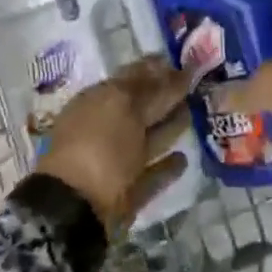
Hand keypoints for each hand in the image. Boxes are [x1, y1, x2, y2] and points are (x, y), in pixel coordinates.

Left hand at [35, 56, 190, 227]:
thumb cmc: (97, 145)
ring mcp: (115, 162)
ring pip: (147, 140)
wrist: (74, 209)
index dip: (156, 69)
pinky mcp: (127, 194)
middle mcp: (105, 128)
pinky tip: (184, 159)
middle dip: (165, 97)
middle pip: (141, 108)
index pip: (131, 77)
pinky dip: (166, 167)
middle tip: (197, 86)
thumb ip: (150, 88)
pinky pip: (150, 175)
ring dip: (168, 129)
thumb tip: (172, 73)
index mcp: (98, 101)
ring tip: (193, 116)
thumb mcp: (123, 105)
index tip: (185, 62)